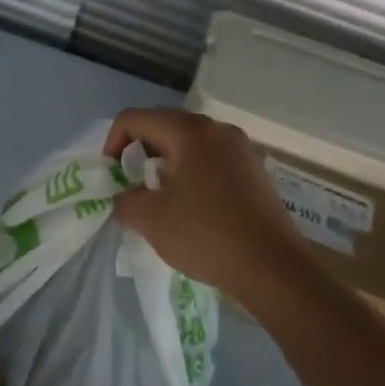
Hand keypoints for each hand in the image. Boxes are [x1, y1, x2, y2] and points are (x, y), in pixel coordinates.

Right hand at [105, 107, 306, 300]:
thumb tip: (124, 197)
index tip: (112, 176)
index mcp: (188, 131)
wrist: (272, 267)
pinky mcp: (254, 167)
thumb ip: (124, 200)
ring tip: (160, 195)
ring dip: (165, 161)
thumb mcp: (149, 219)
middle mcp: (216, 128)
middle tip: (131, 184)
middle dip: (138, 150)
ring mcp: (240, 146)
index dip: (112, 143)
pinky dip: (191, 170)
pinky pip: (210, 156)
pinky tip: (191, 204)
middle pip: (162, 124)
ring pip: (188, 141)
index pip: (134, 119)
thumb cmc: (206, 235)